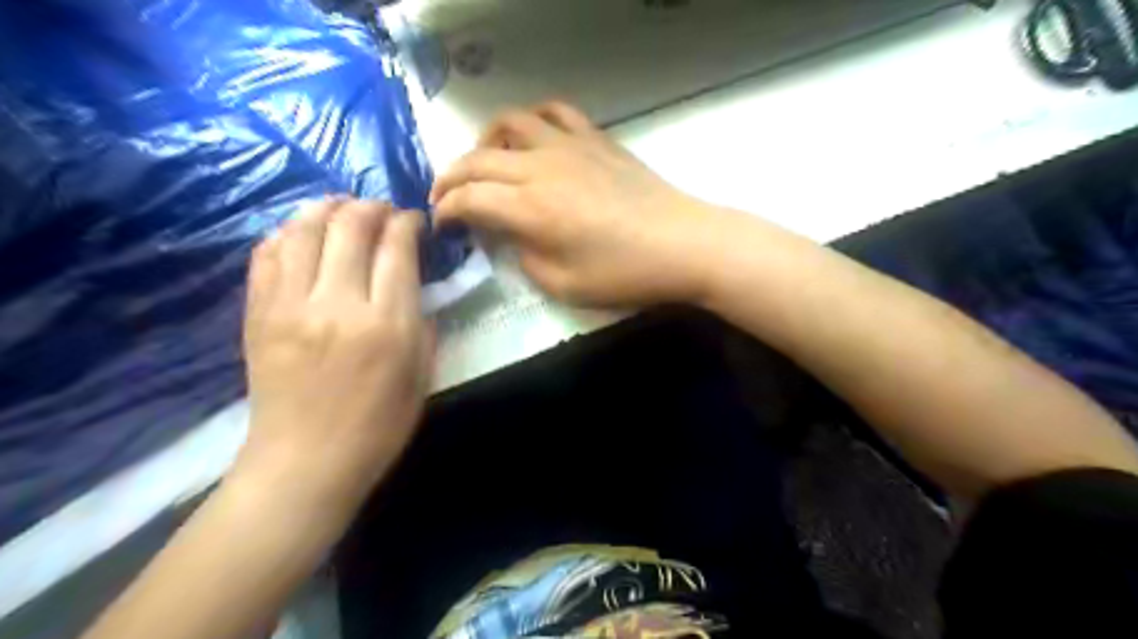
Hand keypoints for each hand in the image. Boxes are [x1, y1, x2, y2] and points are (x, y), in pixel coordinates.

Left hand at [240, 198, 430, 509]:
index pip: (396, 248)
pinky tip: (302, 233)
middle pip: (350, 227)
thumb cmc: (378, 427)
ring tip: (342, 207)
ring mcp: (289, 306)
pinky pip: (267, 254)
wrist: (305, 463)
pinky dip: (287, 232)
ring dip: (327, 207)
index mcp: (386, 324)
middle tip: (382, 210)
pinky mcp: (257, 314)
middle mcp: (337, 303)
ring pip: (304, 229)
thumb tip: (413, 287)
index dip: (407, 222)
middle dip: (371, 207)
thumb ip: (424, 324)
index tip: (415, 219)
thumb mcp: (422, 377)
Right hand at [428, 103, 717, 307]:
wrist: (682, 244)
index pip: (469, 199)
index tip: (441, 225)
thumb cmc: (623, 274)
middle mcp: (540, 167)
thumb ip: (524, 257)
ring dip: (485, 142)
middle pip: (477, 159)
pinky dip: (532, 119)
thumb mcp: (562, 285)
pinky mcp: (595, 138)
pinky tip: (532, 138)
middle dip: (450, 179)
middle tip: (445, 199)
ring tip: (484, 164)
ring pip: (509, 122)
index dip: (446, 212)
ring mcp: (569, 146)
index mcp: (530, 209)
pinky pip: (554, 111)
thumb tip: (510, 235)